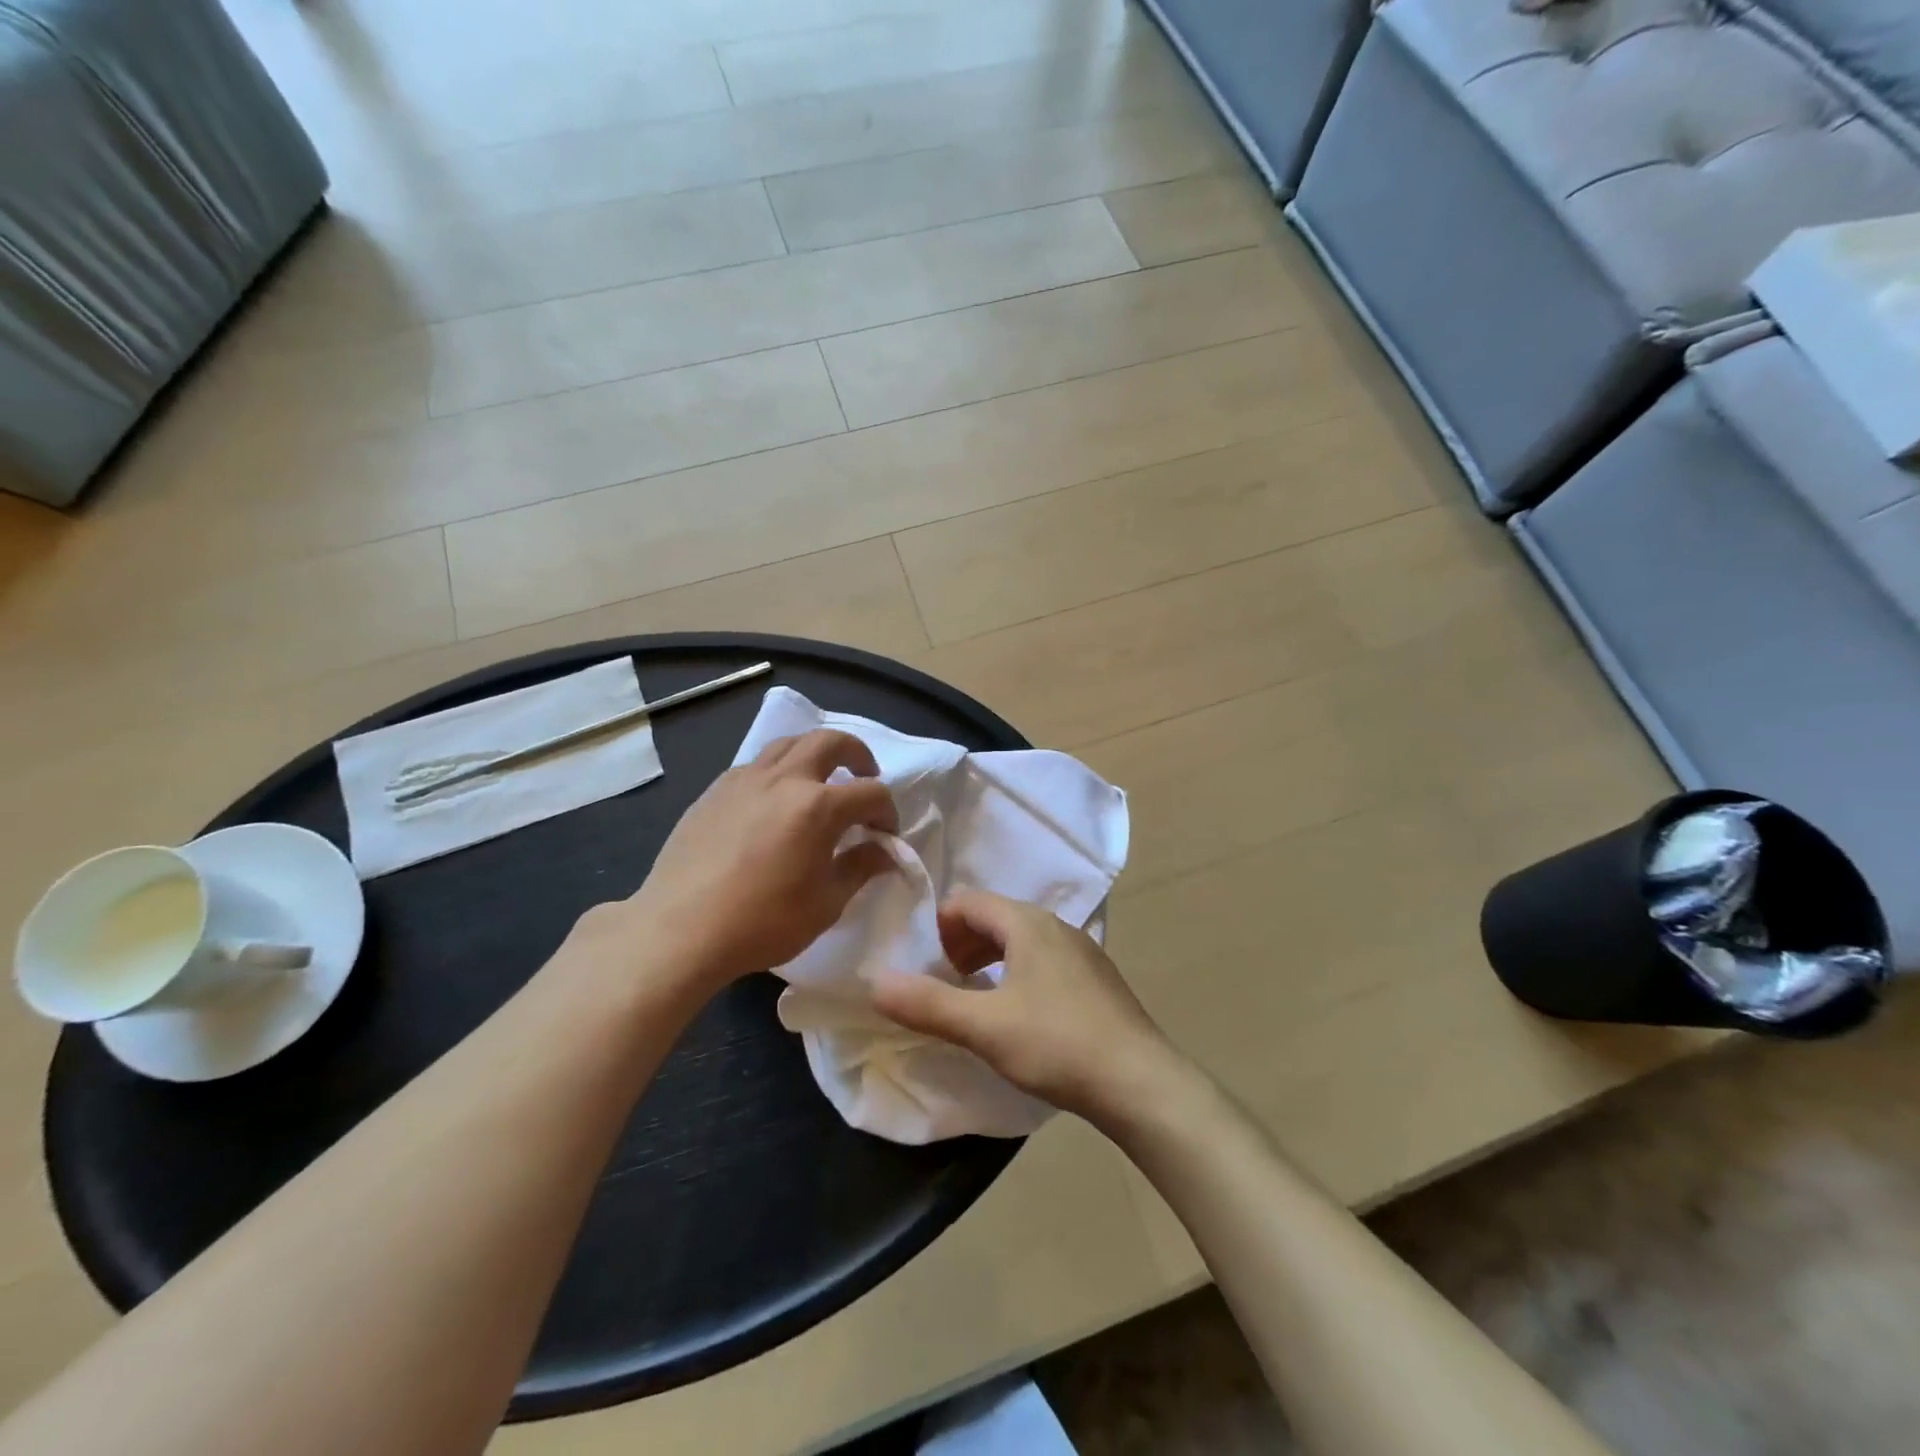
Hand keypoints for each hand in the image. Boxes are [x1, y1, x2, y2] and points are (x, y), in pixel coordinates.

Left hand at [591, 729, 897, 994]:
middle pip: (830, 742)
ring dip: (815, 753)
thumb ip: (860, 868)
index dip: (887, 812)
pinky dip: (778, 771)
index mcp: (818, 806)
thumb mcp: (825, 904)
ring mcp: (745, 779)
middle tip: (864, 777)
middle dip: (857, 755)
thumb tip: (884, 853)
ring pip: (789, 743)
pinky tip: (774, 801)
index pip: (871, 793)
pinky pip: (756, 765)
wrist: (681, 929)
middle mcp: (784, 779)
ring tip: (819, 779)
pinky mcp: (716, 790)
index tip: (886, 836)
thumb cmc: (763, 922)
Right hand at [870, 890, 1187, 1124]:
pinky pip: (1045, 961)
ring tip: (975, 1000)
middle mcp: (1056, 926)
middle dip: (962, 943)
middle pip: (996, 918)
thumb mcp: (984, 1027)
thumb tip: (875, 983)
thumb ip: (928, 1004)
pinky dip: (1019, 975)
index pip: (969, 902)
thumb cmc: (1057, 1044)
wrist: (1141, 1082)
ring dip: (991, 960)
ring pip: (1022, 941)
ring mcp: (1082, 952)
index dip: (940, 926)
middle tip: (944, 983)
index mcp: (1028, 923)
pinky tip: (1020, 1016)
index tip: (924, 964)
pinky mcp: (1096, 980)